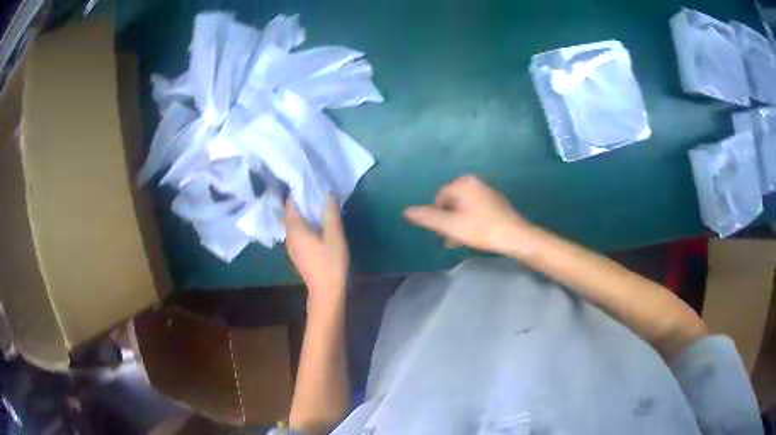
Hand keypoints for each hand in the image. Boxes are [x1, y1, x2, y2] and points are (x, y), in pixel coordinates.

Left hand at [285, 198, 348, 307]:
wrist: (326, 292)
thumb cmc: (330, 262)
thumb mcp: (334, 234)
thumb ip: (330, 212)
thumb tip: (327, 193)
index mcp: (294, 228)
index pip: (290, 203)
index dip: (298, 190)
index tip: (309, 181)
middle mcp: (289, 235)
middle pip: (291, 212)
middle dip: (302, 200)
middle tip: (317, 190)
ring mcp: (292, 246)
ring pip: (295, 223)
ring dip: (304, 213)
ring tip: (319, 203)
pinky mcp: (298, 253)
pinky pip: (298, 232)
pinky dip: (305, 224)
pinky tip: (318, 223)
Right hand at [404, 175, 530, 253]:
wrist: (516, 236)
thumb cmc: (481, 229)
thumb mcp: (451, 226)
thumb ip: (427, 218)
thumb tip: (406, 211)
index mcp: (463, 183)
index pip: (440, 198)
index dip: (439, 217)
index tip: (445, 233)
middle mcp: (475, 182)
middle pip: (452, 203)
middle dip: (449, 221)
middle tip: (453, 240)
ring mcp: (487, 191)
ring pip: (464, 208)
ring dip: (459, 224)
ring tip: (462, 241)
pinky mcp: (496, 201)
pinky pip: (476, 209)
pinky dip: (471, 221)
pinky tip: (475, 235)